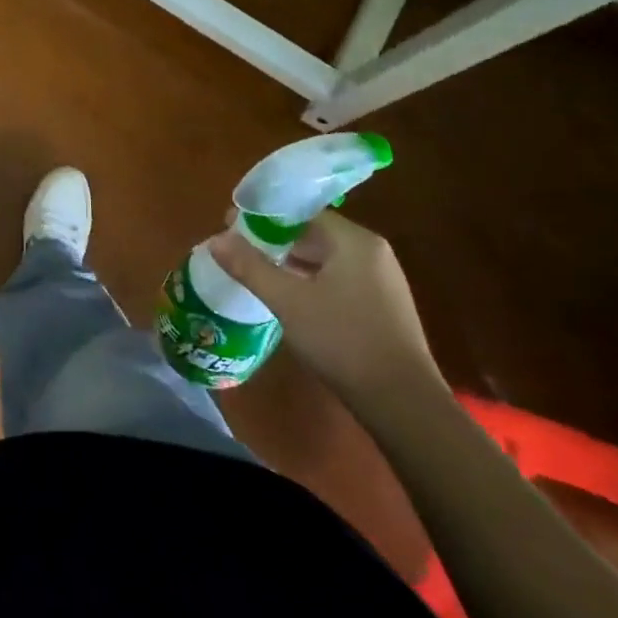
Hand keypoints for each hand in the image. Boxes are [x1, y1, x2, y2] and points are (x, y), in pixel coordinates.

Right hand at [209, 211, 441, 407]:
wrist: (403, 404)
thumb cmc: (343, 341)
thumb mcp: (288, 301)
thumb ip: (249, 267)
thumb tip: (214, 240)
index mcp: (354, 241)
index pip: (302, 213)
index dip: (263, 217)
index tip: (230, 226)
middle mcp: (372, 252)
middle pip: (313, 234)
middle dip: (273, 241)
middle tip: (237, 250)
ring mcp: (380, 281)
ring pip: (325, 259)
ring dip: (290, 263)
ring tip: (255, 272)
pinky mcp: (381, 307)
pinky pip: (337, 280)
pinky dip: (309, 281)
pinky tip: (287, 298)